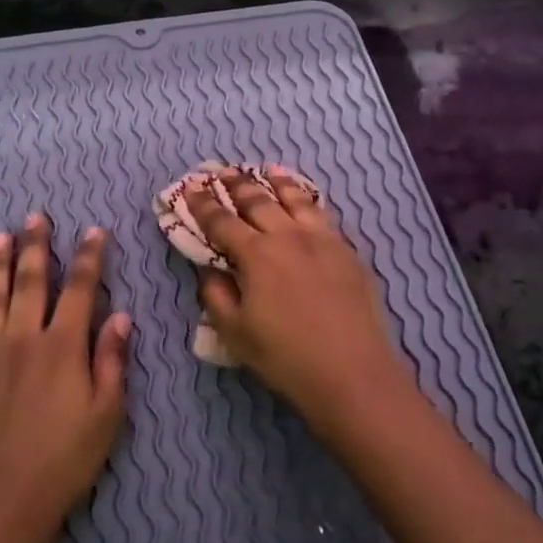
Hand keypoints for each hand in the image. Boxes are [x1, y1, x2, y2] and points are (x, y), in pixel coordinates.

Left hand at [0, 214, 129, 542]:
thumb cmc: (64, 461)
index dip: (89, 258)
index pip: (80, 289)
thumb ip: (112, 361)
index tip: (94, 231)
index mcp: (63, 347)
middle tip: (36, 217)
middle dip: (36, 247)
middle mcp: (22, 339)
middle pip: (30, 282)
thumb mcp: (106, 415)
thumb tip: (122, 316)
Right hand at [187, 168, 412, 432]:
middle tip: (223, 172)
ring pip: (296, 200)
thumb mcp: (236, 333)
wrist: (352, 372)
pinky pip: (323, 214)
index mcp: (257, 255)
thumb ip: (217, 295)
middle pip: (258, 201)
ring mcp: (323, 240)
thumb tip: (210, 270)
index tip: (190, 189)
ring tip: (267, 170)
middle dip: (237, 185)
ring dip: (277, 182)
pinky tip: (307, 200)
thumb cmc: (285, 357)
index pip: (222, 222)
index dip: (203, 205)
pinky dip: (309, 200)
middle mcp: (289, 236)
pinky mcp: (348, 251)